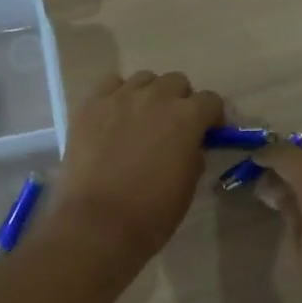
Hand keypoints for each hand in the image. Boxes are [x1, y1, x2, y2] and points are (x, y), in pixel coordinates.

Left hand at [46, 71, 224, 269]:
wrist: (98, 223)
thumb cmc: (151, 213)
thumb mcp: (187, 186)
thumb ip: (193, 155)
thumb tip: (190, 144)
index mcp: (187, 117)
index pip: (210, 100)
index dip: (212, 117)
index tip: (208, 133)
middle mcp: (155, 97)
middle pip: (176, 82)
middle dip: (180, 100)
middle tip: (173, 126)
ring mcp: (119, 98)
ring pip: (143, 79)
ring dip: (149, 94)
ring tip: (141, 119)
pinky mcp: (90, 105)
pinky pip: (110, 85)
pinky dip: (117, 95)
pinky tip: (114, 116)